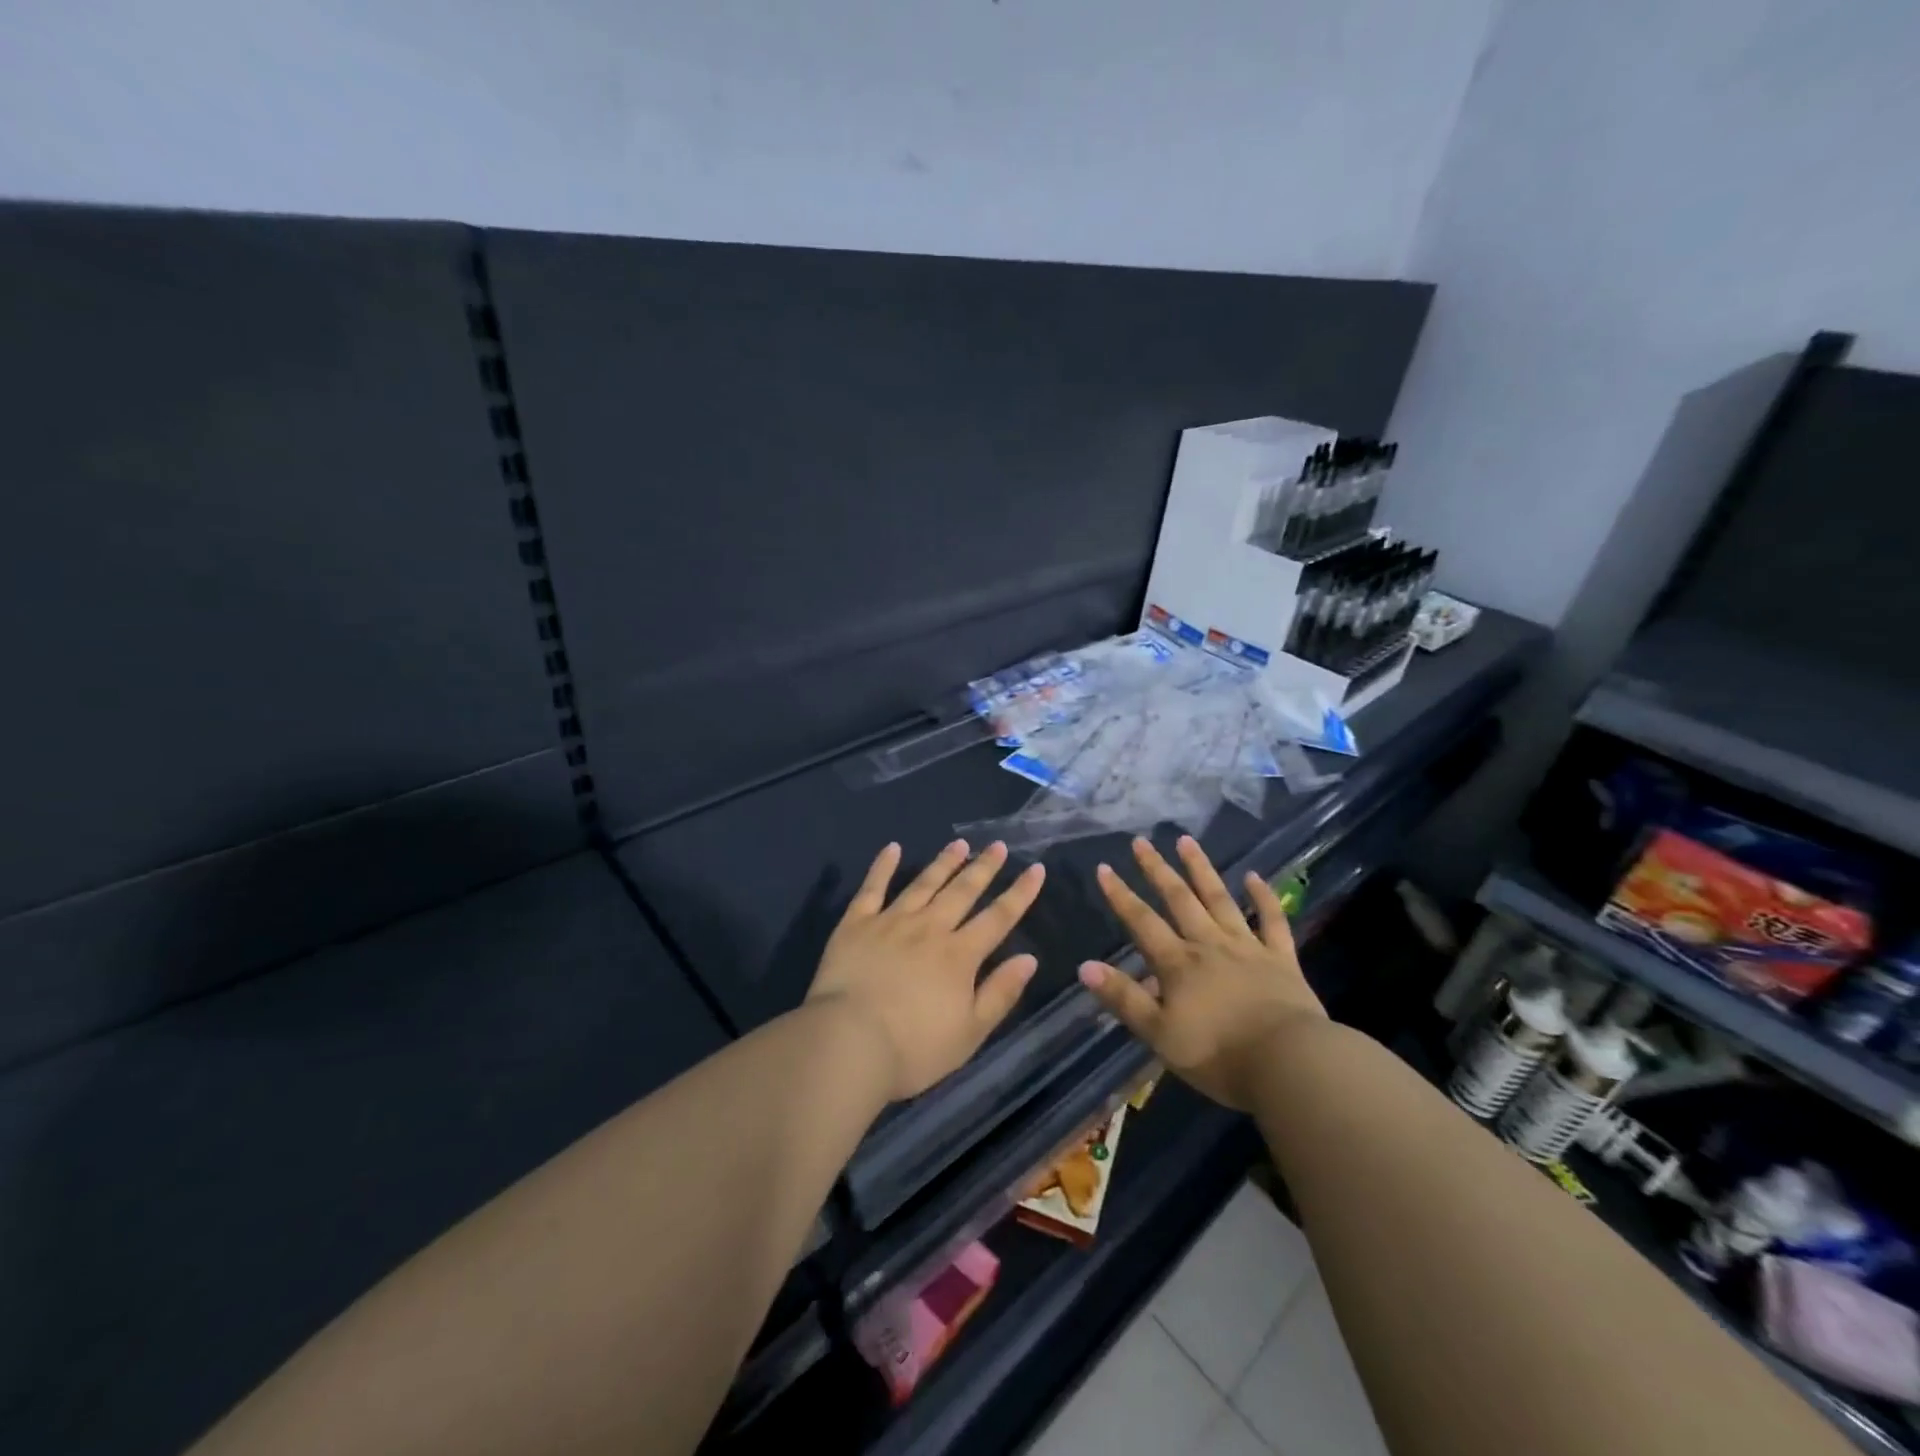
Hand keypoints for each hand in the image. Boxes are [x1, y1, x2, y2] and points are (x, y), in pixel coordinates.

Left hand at [806, 839, 1045, 1100]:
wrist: (849, 1043)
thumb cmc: (914, 1048)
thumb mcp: (970, 1032)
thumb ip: (1000, 993)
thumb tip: (1029, 958)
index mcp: (960, 955)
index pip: (998, 918)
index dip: (1020, 893)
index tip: (1036, 868)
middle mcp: (930, 928)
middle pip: (963, 892)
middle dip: (984, 867)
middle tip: (998, 846)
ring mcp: (891, 921)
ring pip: (924, 883)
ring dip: (944, 862)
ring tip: (959, 844)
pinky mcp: (856, 924)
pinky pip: (872, 888)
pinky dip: (883, 866)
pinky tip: (892, 848)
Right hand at [1078, 836, 1325, 1110]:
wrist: (1289, 1064)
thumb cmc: (1218, 1055)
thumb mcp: (1160, 1034)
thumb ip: (1124, 998)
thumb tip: (1085, 967)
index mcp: (1178, 964)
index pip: (1142, 922)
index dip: (1121, 895)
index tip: (1104, 867)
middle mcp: (1209, 945)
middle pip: (1179, 900)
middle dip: (1157, 870)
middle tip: (1142, 842)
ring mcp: (1247, 948)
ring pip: (1219, 899)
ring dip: (1201, 869)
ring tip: (1187, 841)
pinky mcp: (1281, 959)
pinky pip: (1272, 921)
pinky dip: (1264, 898)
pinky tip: (1255, 877)